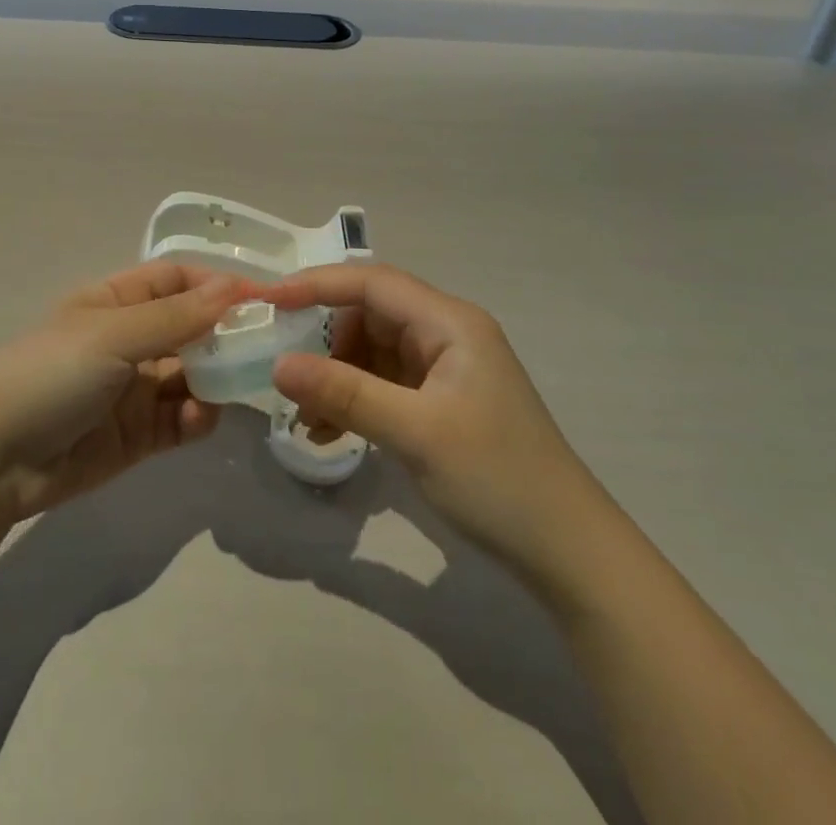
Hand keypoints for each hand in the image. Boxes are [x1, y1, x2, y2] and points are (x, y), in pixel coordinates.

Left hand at [0, 261, 243, 521]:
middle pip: (191, 328)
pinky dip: (197, 417)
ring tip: (237, 386)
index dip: (214, 284)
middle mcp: (129, 341)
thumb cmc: (50, 374)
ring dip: (216, 378)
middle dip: (225, 334)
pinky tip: (197, 419)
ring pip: (193, 374)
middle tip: (266, 345)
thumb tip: (235, 287)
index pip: (175, 281)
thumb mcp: (112, 336)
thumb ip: (176, 317)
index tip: (258, 298)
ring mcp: (134, 389)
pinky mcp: (139, 435)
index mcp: (114, 303)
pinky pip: (182, 418)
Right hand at [259, 264, 599, 571]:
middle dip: (324, 342)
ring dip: (336, 377)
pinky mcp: (441, 401)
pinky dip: (354, 401)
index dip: (316, 284)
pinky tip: (329, 433)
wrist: (567, 552)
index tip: (268, 301)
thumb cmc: (496, 479)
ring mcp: (444, 368)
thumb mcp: (415, 433)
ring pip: (372, 352)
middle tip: (285, 374)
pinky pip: (384, 384)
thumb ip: (345, 394)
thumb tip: (278, 366)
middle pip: (369, 315)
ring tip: (306, 417)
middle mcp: (446, 333)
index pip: (371, 283)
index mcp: (449, 322)